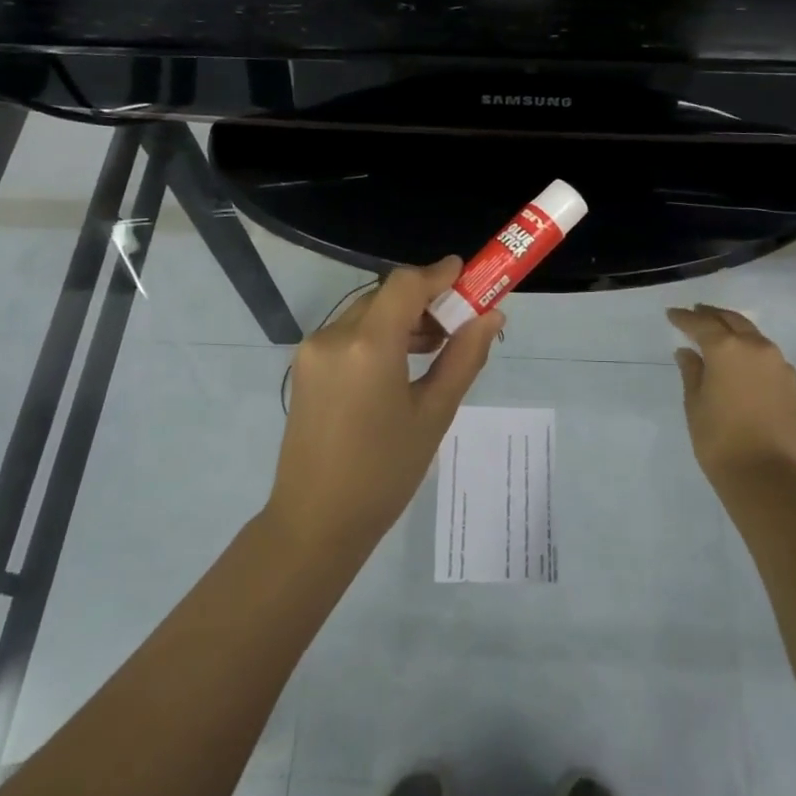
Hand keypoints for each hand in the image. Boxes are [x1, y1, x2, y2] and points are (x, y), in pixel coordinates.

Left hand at [267, 258, 503, 555]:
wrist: (316, 522)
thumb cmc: (385, 473)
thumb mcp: (434, 414)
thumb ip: (464, 357)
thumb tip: (491, 315)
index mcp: (367, 346)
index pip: (405, 284)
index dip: (438, 274)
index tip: (468, 276)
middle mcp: (333, 336)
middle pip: (385, 296)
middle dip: (424, 300)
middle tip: (459, 323)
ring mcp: (312, 351)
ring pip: (365, 313)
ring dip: (400, 318)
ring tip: (434, 347)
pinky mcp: (304, 367)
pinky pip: (347, 334)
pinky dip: (377, 335)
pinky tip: (400, 363)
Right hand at [667, 304, 795, 512]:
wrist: (765, 474)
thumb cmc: (718, 438)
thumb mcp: (695, 402)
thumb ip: (692, 371)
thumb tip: (688, 352)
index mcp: (727, 348)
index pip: (701, 323)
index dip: (684, 318)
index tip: (671, 314)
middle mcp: (756, 347)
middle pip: (732, 320)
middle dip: (712, 315)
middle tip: (695, 313)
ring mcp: (778, 363)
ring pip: (753, 335)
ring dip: (734, 330)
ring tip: (717, 333)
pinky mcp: (791, 382)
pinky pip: (766, 355)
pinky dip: (750, 350)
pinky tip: (740, 361)